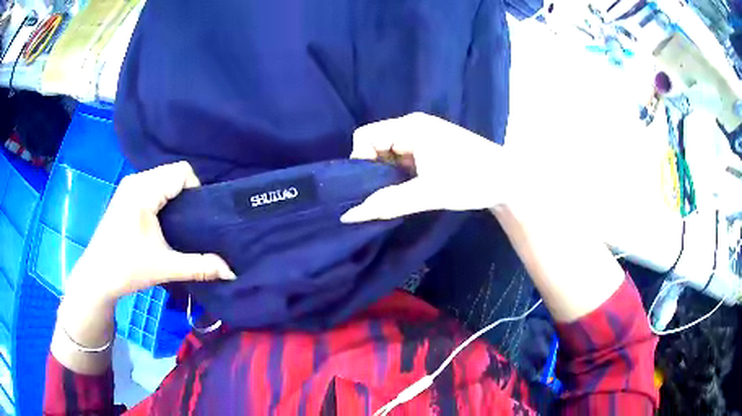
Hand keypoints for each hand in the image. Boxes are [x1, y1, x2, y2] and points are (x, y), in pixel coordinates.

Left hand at [64, 161, 234, 308]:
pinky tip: (161, 222)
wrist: (97, 277)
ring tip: (177, 224)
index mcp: (144, 190)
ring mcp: (128, 186)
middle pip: (173, 173)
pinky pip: (153, 185)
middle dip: (186, 195)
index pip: (182, 172)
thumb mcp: (165, 267)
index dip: (196, 191)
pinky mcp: (125, 195)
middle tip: (189, 224)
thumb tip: (232, 271)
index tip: (196, 219)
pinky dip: (163, 198)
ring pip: (163, 179)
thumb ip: (200, 266)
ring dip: (174, 196)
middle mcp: (136, 180)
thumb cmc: (127, 268)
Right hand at [341, 112, 512, 222]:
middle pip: (375, 145)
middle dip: (374, 171)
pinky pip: (404, 159)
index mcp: (410, 127)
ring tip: (399, 195)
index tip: (369, 188)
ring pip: (390, 154)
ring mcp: (424, 137)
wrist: (509, 181)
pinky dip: (401, 175)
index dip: (360, 162)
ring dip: (388, 175)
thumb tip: (351, 215)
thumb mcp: (428, 193)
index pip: (365, 137)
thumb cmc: (471, 180)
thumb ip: (388, 203)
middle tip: (383, 196)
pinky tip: (411, 190)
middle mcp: (413, 126)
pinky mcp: (432, 148)